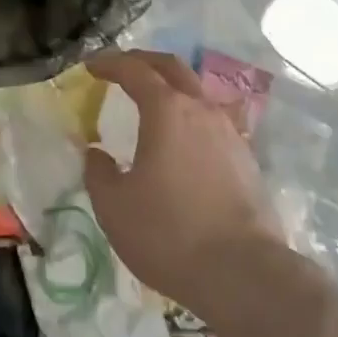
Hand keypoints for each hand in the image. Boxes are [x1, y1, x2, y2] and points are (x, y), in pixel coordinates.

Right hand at [84, 50, 285, 321]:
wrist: (245, 275)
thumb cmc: (170, 234)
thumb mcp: (115, 207)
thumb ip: (98, 173)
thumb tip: (96, 153)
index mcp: (166, 109)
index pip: (134, 70)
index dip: (110, 64)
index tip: (91, 67)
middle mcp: (200, 109)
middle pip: (172, 67)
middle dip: (144, 61)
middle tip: (122, 68)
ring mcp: (229, 133)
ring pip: (196, 92)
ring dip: (171, 88)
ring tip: (152, 104)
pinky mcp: (246, 160)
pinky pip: (212, 122)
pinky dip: (190, 118)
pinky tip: (182, 142)